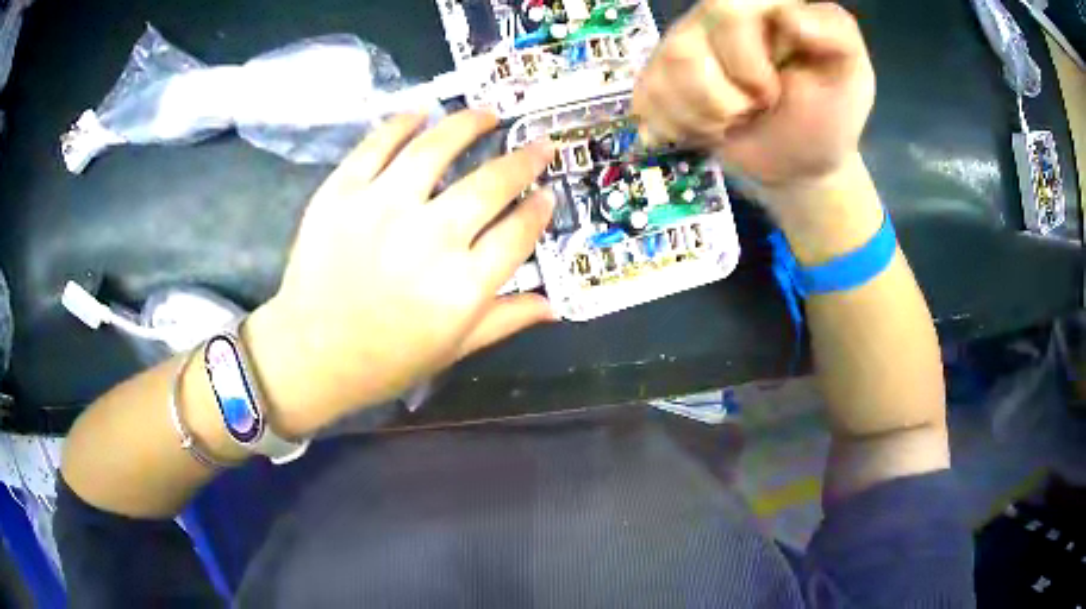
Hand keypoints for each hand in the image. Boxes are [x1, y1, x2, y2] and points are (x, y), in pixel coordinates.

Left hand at [244, 111, 556, 435]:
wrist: (309, 354)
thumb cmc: (385, 360)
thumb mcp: (453, 349)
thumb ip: (506, 320)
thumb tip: (556, 306)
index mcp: (461, 288)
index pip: (518, 234)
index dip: (539, 209)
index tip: (547, 193)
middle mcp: (428, 240)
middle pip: (490, 185)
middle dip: (524, 160)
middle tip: (538, 145)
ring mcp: (380, 209)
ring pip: (436, 148)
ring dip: (469, 124)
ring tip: (487, 113)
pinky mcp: (341, 193)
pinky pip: (377, 144)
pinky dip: (403, 123)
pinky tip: (422, 114)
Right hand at [632, 0, 874, 205]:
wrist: (799, 160)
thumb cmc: (827, 113)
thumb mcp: (851, 75)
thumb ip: (837, 36)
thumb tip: (791, 17)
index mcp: (759, 5)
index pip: (725, 7)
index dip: (744, 60)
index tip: (772, 91)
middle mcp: (714, 16)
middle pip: (686, 48)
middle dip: (725, 98)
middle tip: (755, 107)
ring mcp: (682, 43)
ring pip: (666, 76)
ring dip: (706, 117)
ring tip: (735, 120)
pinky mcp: (658, 77)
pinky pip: (646, 100)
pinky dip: (681, 128)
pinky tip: (709, 126)